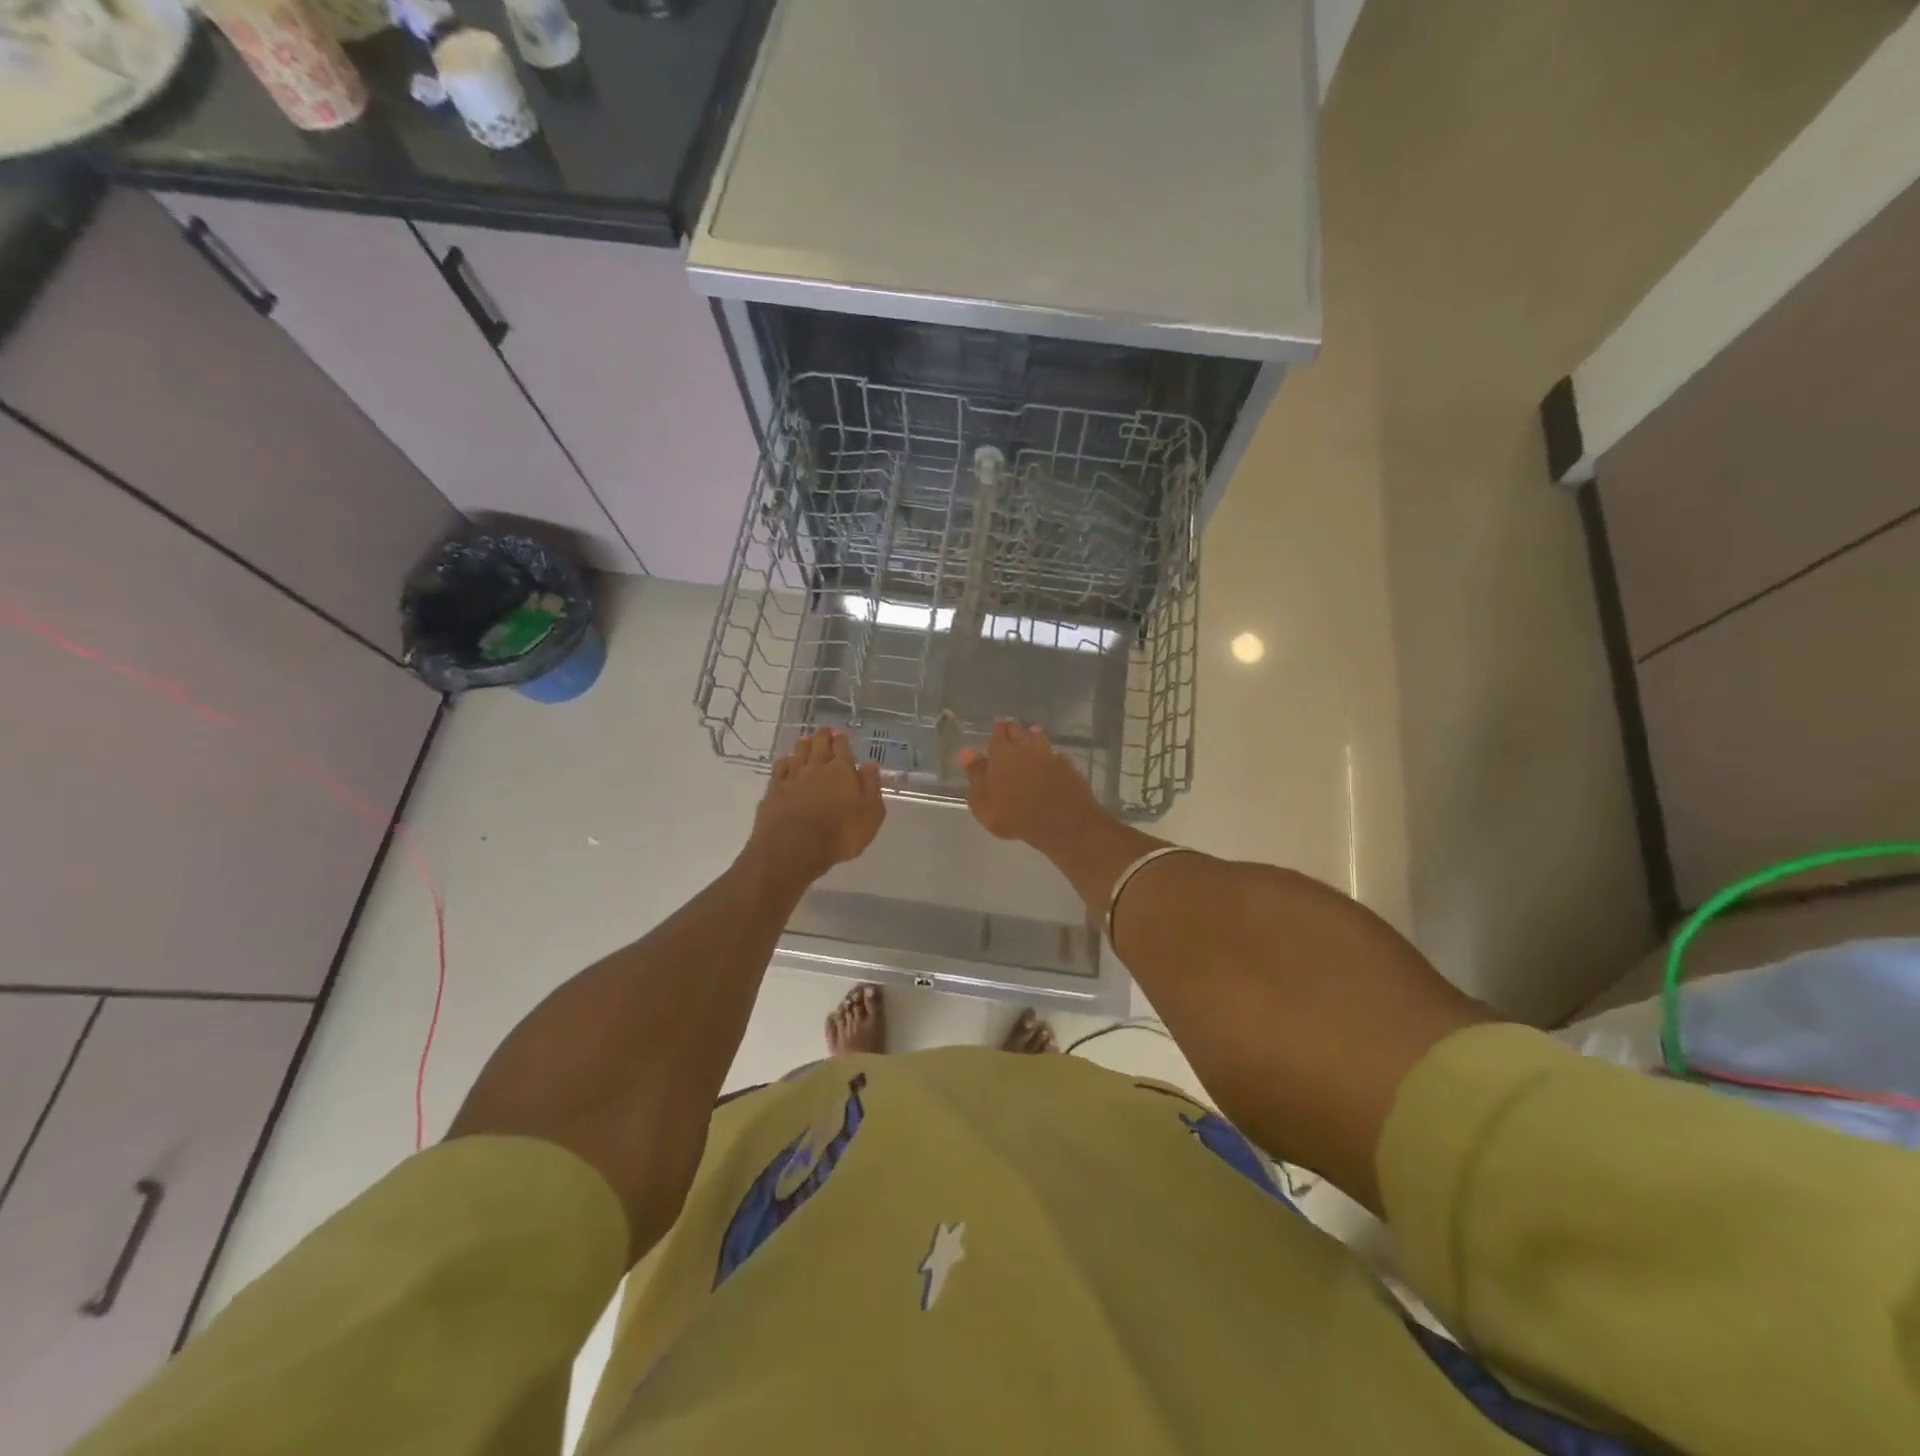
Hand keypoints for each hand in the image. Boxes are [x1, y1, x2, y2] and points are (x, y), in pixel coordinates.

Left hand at [752, 728, 884, 879]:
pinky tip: (786, 761)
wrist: (795, 847)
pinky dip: (784, 762)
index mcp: (842, 771)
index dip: (842, 740)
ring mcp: (793, 777)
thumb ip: (871, 786)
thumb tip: (870, 764)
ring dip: (804, 745)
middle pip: (819, 745)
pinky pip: (780, 769)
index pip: (842, 748)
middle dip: (823, 736)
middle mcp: (816, 768)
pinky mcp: (774, 790)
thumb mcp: (870, 813)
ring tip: (806, 739)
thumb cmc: (840, 833)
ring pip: (798, 753)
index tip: (841, 734)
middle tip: (825, 730)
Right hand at [959, 720, 1105, 846]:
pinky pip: (1056, 756)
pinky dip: (1051, 756)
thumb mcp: (982, 801)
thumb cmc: (1013, 814)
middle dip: (1014, 729)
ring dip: (1034, 737)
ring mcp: (1049, 756)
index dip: (997, 729)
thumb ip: (975, 774)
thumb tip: (966, 751)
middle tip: (1011, 729)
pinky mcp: (1068, 768)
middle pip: (1019, 731)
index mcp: (1002, 753)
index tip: (997, 725)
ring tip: (1032, 736)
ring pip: (1040, 739)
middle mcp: (1026, 748)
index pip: (998, 733)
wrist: (1060, 822)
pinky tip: (1051, 761)